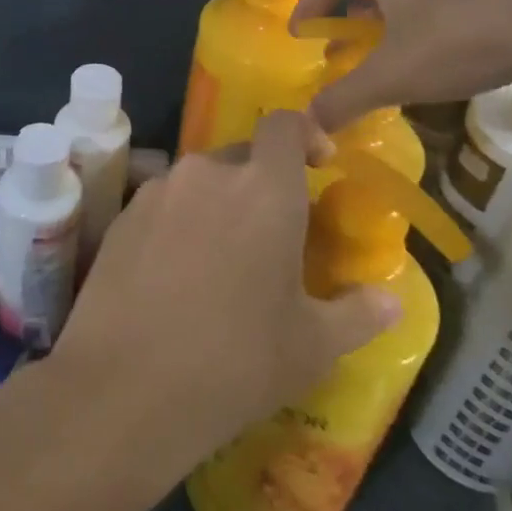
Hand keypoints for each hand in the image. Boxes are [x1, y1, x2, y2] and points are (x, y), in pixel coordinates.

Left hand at [52, 112, 402, 469]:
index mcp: (264, 190)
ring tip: (221, 262)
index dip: (304, 134)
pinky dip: (177, 223)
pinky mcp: (120, 216)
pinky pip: (161, 204)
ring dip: (216, 205)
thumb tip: (390, 300)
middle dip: (261, 183)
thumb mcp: (312, 347)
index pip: (284, 125)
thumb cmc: (235, 362)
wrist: (125, 385)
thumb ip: (359, 314)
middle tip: (271, 236)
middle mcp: (207, 174)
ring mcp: (156, 191)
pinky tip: (174, 275)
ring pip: (198, 182)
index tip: (317, 164)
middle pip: (241, 156)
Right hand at [291, 0, 511, 132]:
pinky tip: (437, 47)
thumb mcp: (392, 76)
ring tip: (385, 50)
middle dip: (346, 13)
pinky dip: (422, 15)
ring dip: (385, 14)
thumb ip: (342, 98)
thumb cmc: (462, 40)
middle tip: (340, 46)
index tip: (300, 38)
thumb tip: (305, 125)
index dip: (306, 8)